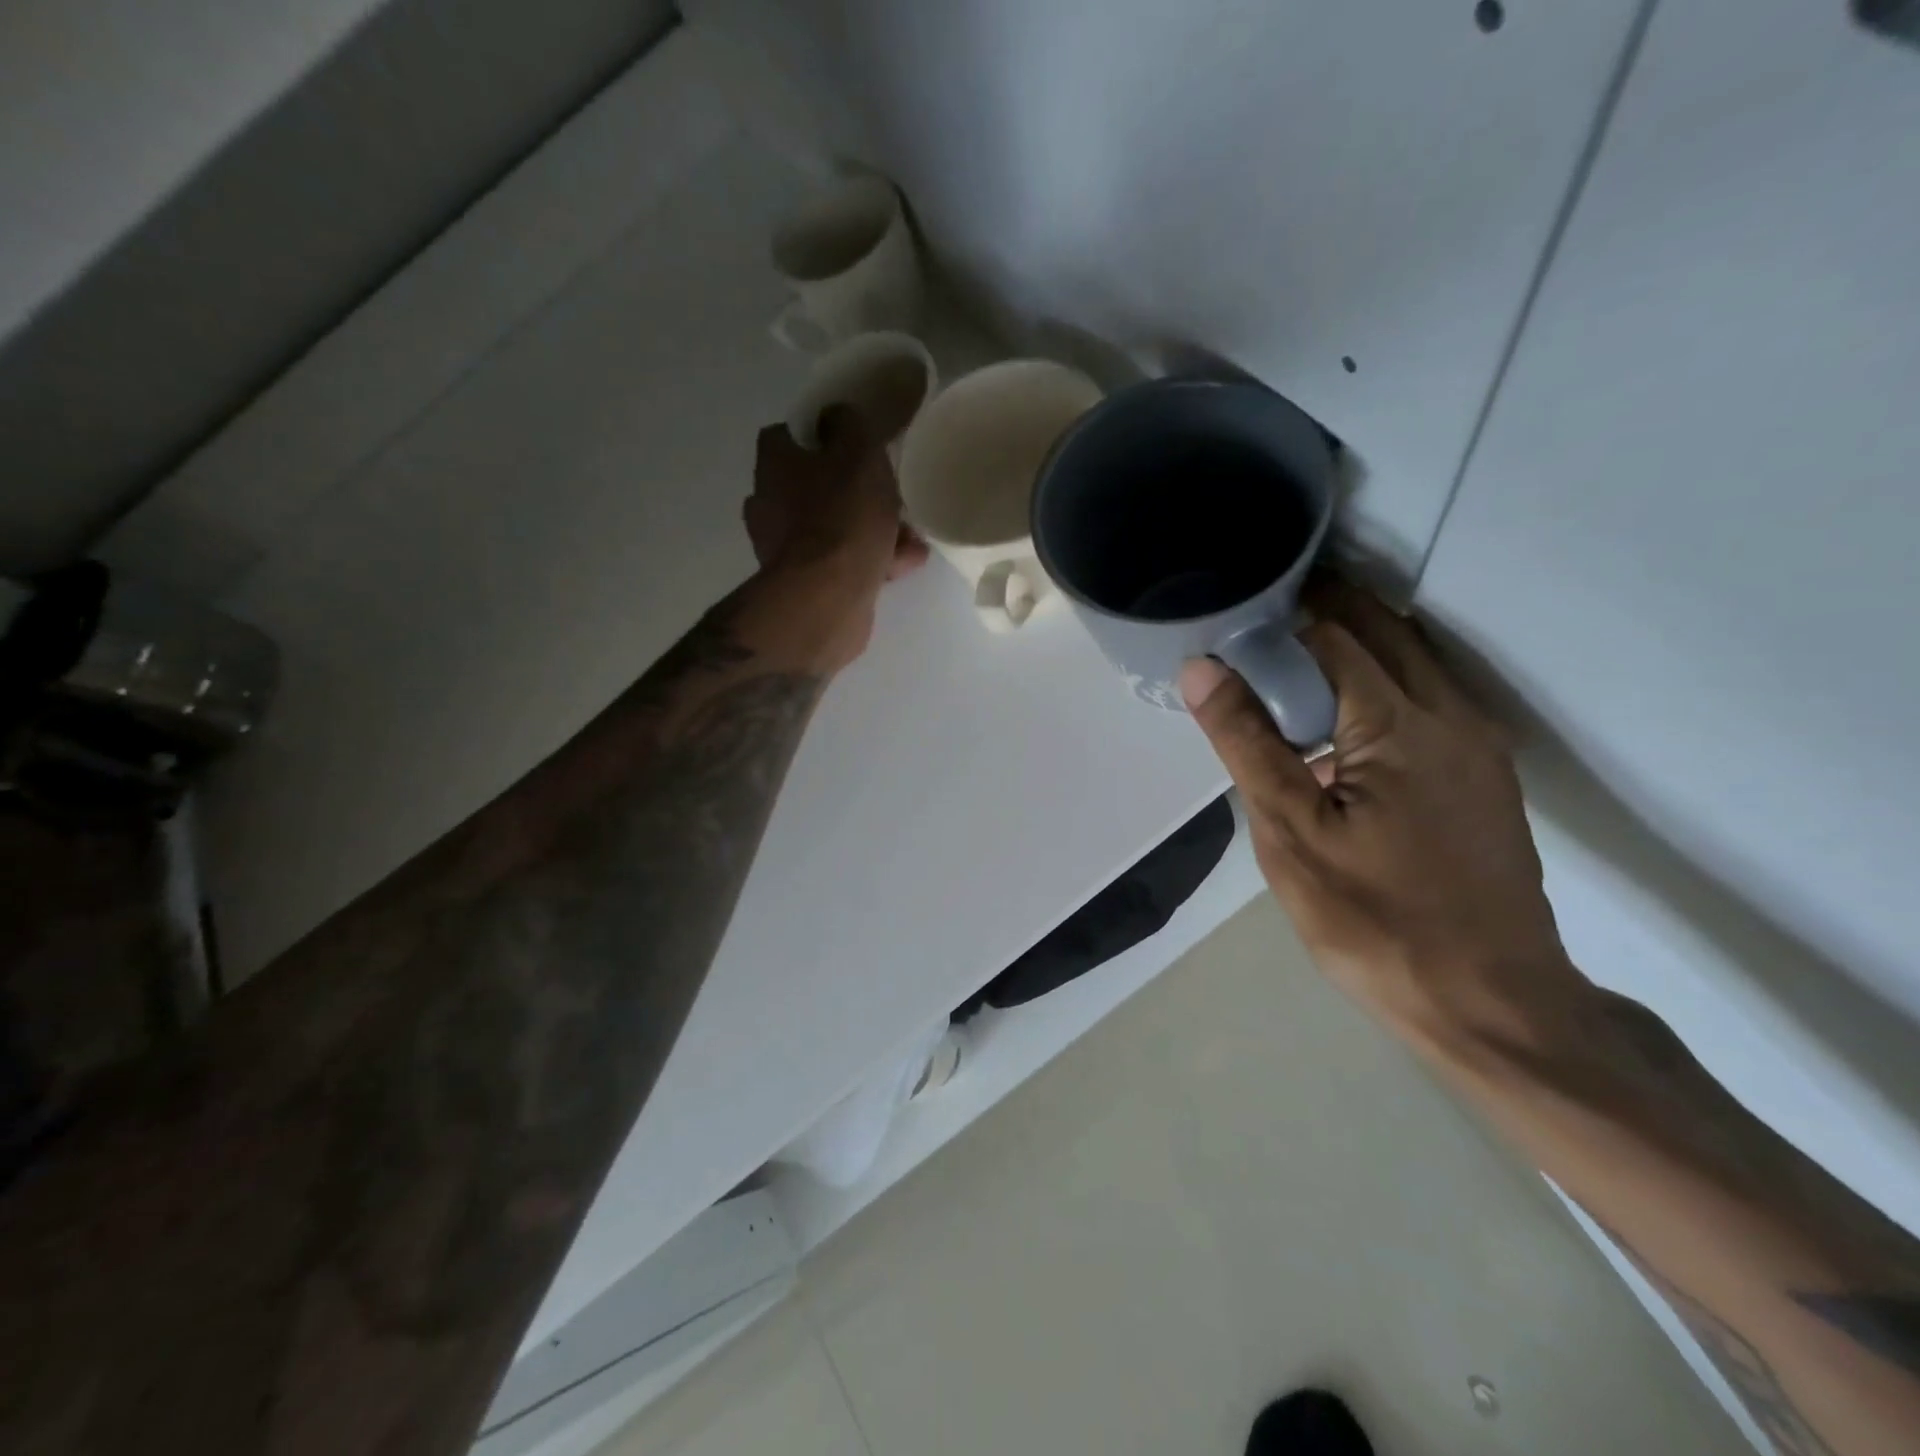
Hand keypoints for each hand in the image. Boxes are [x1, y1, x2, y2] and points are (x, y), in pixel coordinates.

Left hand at [744, 408, 927, 584]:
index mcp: (773, 463)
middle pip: (819, 483)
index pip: (795, 433)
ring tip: (911, 533)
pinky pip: (842, 561)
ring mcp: (785, 547)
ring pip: (835, 525)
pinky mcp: (805, 583)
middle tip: (893, 491)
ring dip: (872, 527)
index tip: (862, 442)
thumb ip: (854, 423)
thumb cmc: (841, 518)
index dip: (830, 434)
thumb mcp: (858, 452)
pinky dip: (870, 558)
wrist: (827, 599)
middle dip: (859, 489)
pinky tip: (905, 561)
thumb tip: (840, 414)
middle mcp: (770, 502)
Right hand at [1180, 577, 1573, 1044]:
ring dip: (1358, 644)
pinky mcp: (1485, 778)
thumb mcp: (1291, 833)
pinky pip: (1430, 699)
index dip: (1282, 618)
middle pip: (1385, 632)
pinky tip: (1344, 720)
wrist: (1492, 1002)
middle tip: (1260, 623)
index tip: (1238, 615)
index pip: (1334, 635)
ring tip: (1291, 661)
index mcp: (1401, 722)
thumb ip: (1247, 742)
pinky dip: (1384, 681)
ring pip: (1415, 662)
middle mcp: (1452, 715)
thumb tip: (1203, 667)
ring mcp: (1479, 747)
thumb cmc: (1374, 918)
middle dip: (1325, 612)